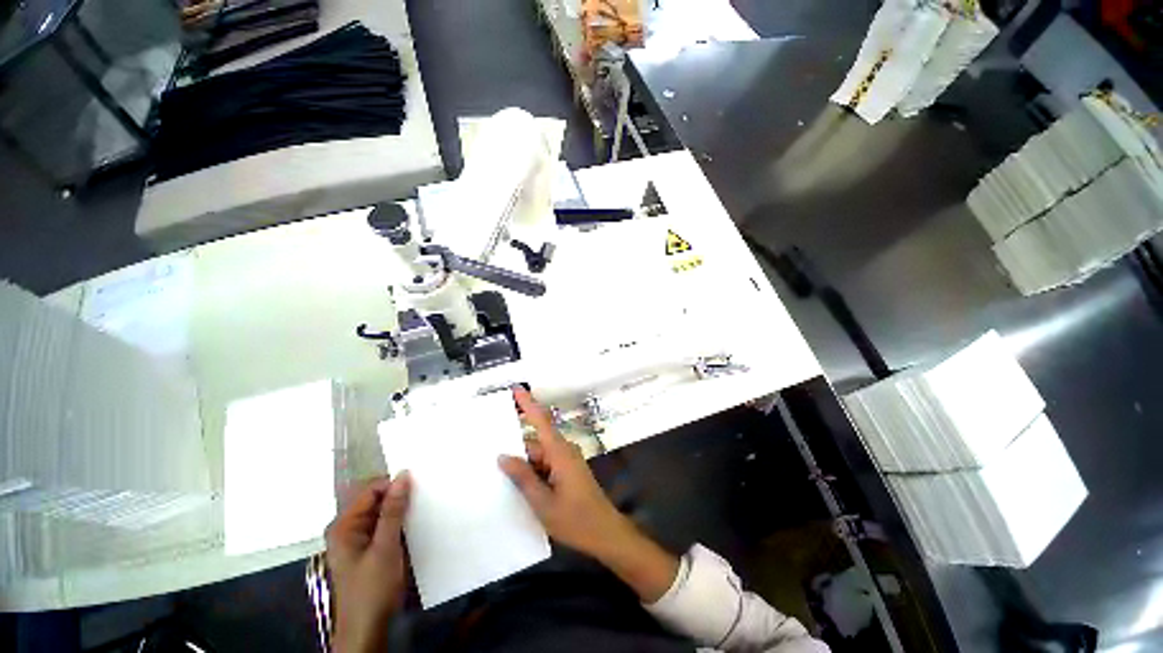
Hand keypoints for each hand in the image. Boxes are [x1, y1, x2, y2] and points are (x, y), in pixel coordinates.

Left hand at [325, 473, 410, 652]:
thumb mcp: (385, 546)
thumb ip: (393, 510)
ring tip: (422, 509)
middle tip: (424, 497)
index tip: (419, 487)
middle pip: (376, 502)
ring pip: (382, 515)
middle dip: (398, 498)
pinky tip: (413, 526)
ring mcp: (357, 541)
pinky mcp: (368, 551)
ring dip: (400, 512)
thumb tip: (403, 475)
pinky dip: (399, 524)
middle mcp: (348, 529)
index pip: (371, 491)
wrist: (368, 630)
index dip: (394, 486)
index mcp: (344, 526)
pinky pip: (384, 528)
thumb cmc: (372, 588)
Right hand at [499, 388, 678, 601]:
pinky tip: (518, 485)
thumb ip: (523, 478)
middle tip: (489, 452)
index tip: (515, 389)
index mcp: (559, 453)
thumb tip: (503, 456)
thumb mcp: (543, 503)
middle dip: (515, 447)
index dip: (528, 403)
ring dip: (523, 463)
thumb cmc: (575, 520)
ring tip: (498, 475)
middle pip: (535, 441)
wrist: (606, 534)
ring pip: (539, 455)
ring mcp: (567, 461)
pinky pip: (546, 464)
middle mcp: (564, 451)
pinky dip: (532, 471)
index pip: (541, 421)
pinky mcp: (568, 471)